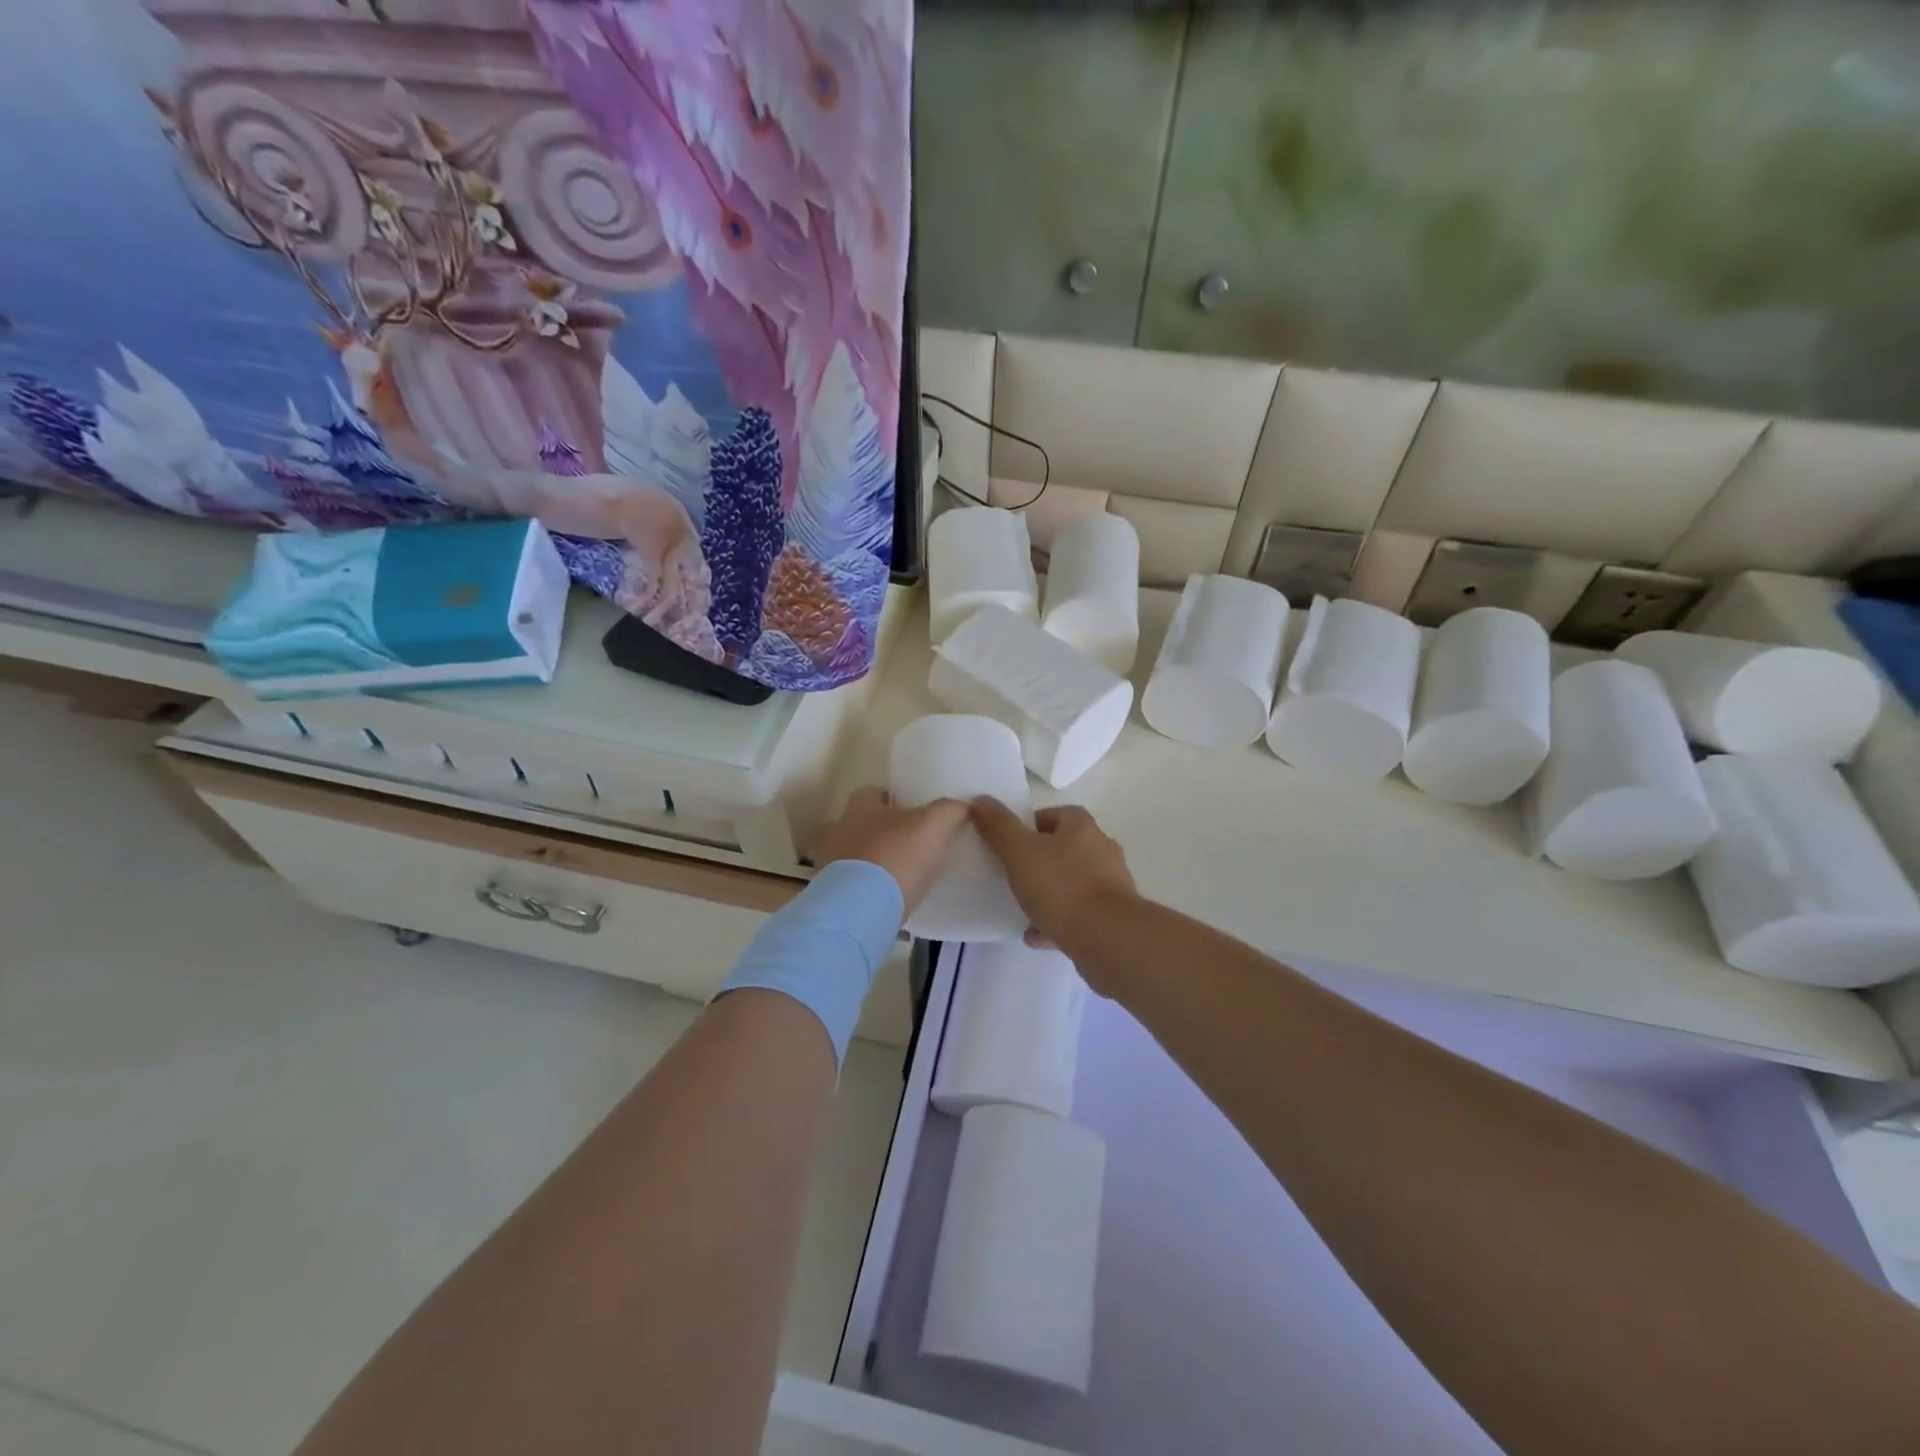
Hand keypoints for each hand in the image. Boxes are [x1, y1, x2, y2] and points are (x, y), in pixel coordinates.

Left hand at [814, 787, 968, 914]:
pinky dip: (863, 888)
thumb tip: (962, 804)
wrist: (861, 909)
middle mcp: (838, 830)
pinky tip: (884, 898)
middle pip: (856, 824)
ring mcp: (828, 864)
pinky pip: (848, 885)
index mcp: (859, 807)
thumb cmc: (896, 856)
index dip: (889, 799)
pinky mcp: (831, 895)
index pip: (870, 793)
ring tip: (896, 874)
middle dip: (877, 831)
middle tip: (905, 843)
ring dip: (868, 861)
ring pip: (850, 855)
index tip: (908, 810)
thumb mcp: (933, 826)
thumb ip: (949, 810)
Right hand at [968, 800, 1135, 951]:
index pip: (1053, 815)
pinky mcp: (1113, 918)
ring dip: (1048, 894)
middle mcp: (1102, 850)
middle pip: (1064, 849)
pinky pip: (1078, 915)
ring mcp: (1111, 886)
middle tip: (1012, 874)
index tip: (1007, 842)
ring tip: (1020, 908)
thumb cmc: (1062, 886)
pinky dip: (1057, 922)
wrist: (1108, 938)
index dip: (1028, 825)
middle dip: (1039, 860)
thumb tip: (980, 800)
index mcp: (1082, 827)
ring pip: (1072, 884)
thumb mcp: (1019, 851)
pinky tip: (1036, 935)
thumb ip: (998, 826)